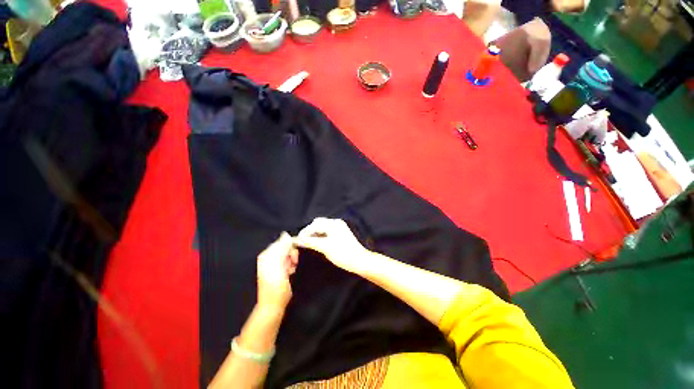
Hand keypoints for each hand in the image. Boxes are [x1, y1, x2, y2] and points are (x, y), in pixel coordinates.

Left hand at [256, 232, 298, 310]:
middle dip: (291, 254)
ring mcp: (273, 262)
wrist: (273, 305)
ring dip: (292, 260)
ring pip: (288, 254)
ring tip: (290, 270)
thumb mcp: (279, 266)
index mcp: (266, 254)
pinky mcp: (278, 268)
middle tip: (293, 264)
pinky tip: (289, 272)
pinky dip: (291, 265)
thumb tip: (287, 235)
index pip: (282, 241)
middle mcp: (269, 256)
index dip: (291, 246)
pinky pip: (288, 260)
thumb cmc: (276, 287)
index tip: (296, 255)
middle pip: (286, 247)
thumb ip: (283, 249)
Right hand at [294, 218, 369, 274]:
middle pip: (318, 224)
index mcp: (333, 223)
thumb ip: (310, 242)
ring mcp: (339, 227)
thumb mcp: (325, 247)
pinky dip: (321, 236)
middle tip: (302, 242)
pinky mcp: (341, 233)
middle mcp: (336, 223)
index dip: (304, 232)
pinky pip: (327, 231)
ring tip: (308, 243)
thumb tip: (297, 239)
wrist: (360, 260)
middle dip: (309, 231)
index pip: (314, 224)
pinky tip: (317, 243)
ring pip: (323, 228)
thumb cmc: (343, 254)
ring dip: (315, 234)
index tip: (297, 240)